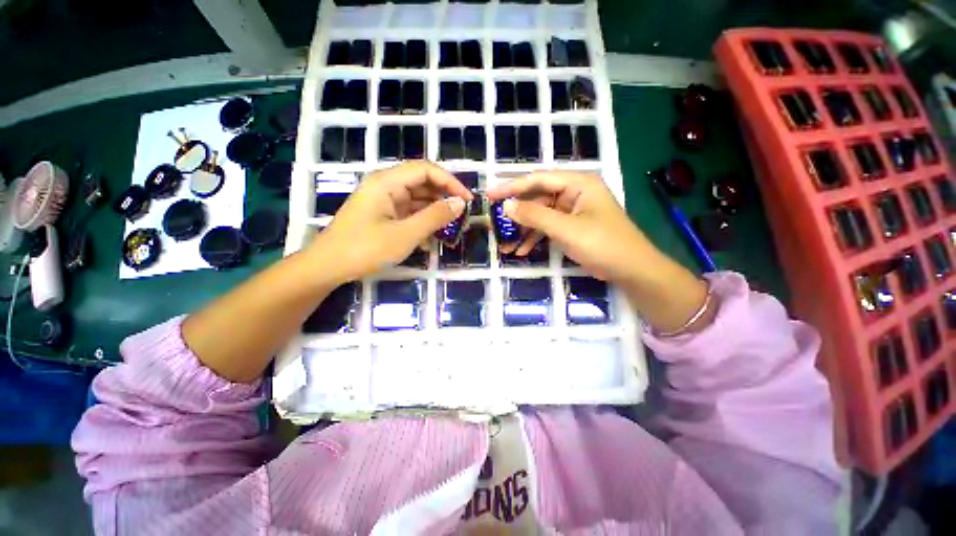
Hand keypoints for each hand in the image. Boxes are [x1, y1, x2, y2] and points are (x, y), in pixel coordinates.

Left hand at [310, 161, 471, 283]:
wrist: (328, 268)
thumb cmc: (365, 249)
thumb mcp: (406, 234)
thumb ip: (434, 217)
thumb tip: (460, 203)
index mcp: (387, 182)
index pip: (426, 170)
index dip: (450, 182)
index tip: (467, 200)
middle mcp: (386, 186)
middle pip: (423, 183)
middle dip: (444, 198)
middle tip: (462, 217)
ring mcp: (384, 201)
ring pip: (417, 199)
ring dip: (435, 213)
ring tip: (451, 229)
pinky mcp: (383, 215)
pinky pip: (409, 213)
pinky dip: (422, 223)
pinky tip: (430, 239)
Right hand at [486, 171, 655, 282]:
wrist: (631, 270)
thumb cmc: (602, 244)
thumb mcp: (565, 229)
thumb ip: (535, 215)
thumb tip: (506, 206)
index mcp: (578, 183)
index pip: (538, 179)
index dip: (512, 187)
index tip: (490, 195)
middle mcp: (574, 193)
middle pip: (537, 198)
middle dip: (516, 213)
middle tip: (494, 222)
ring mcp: (572, 211)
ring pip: (540, 215)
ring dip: (523, 230)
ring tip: (505, 244)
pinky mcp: (571, 226)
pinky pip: (547, 227)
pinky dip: (535, 238)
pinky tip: (522, 250)